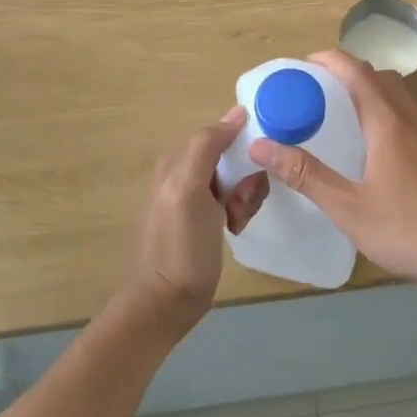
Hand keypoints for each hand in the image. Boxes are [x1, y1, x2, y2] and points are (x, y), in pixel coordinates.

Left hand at [121, 107, 266, 336]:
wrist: (164, 305)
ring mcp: (194, 195)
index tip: (253, 174)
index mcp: (178, 158)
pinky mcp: (204, 217)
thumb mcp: (189, 190)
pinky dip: (241, 210)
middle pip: (234, 156)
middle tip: (241, 204)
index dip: (244, 149)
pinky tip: (234, 229)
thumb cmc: (178, 246)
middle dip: (246, 178)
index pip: (224, 133)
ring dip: (246, 197)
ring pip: (238, 178)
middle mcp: (185, 170)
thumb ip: (208, 145)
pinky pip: (234, 198)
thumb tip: (237, 111)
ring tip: (236, 221)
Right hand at [250, 51, 416, 290]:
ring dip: (371, 92)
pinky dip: (388, 113)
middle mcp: (413, 118)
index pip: (356, 71)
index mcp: (388, 122)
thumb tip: (264, 145)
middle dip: (348, 74)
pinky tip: (378, 150)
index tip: (303, 66)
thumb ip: (307, 176)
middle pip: (380, 77)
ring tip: (344, 118)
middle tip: (318, 93)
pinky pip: (411, 116)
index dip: (329, 60)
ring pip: (399, 96)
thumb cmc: (412, 229)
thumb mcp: (350, 208)